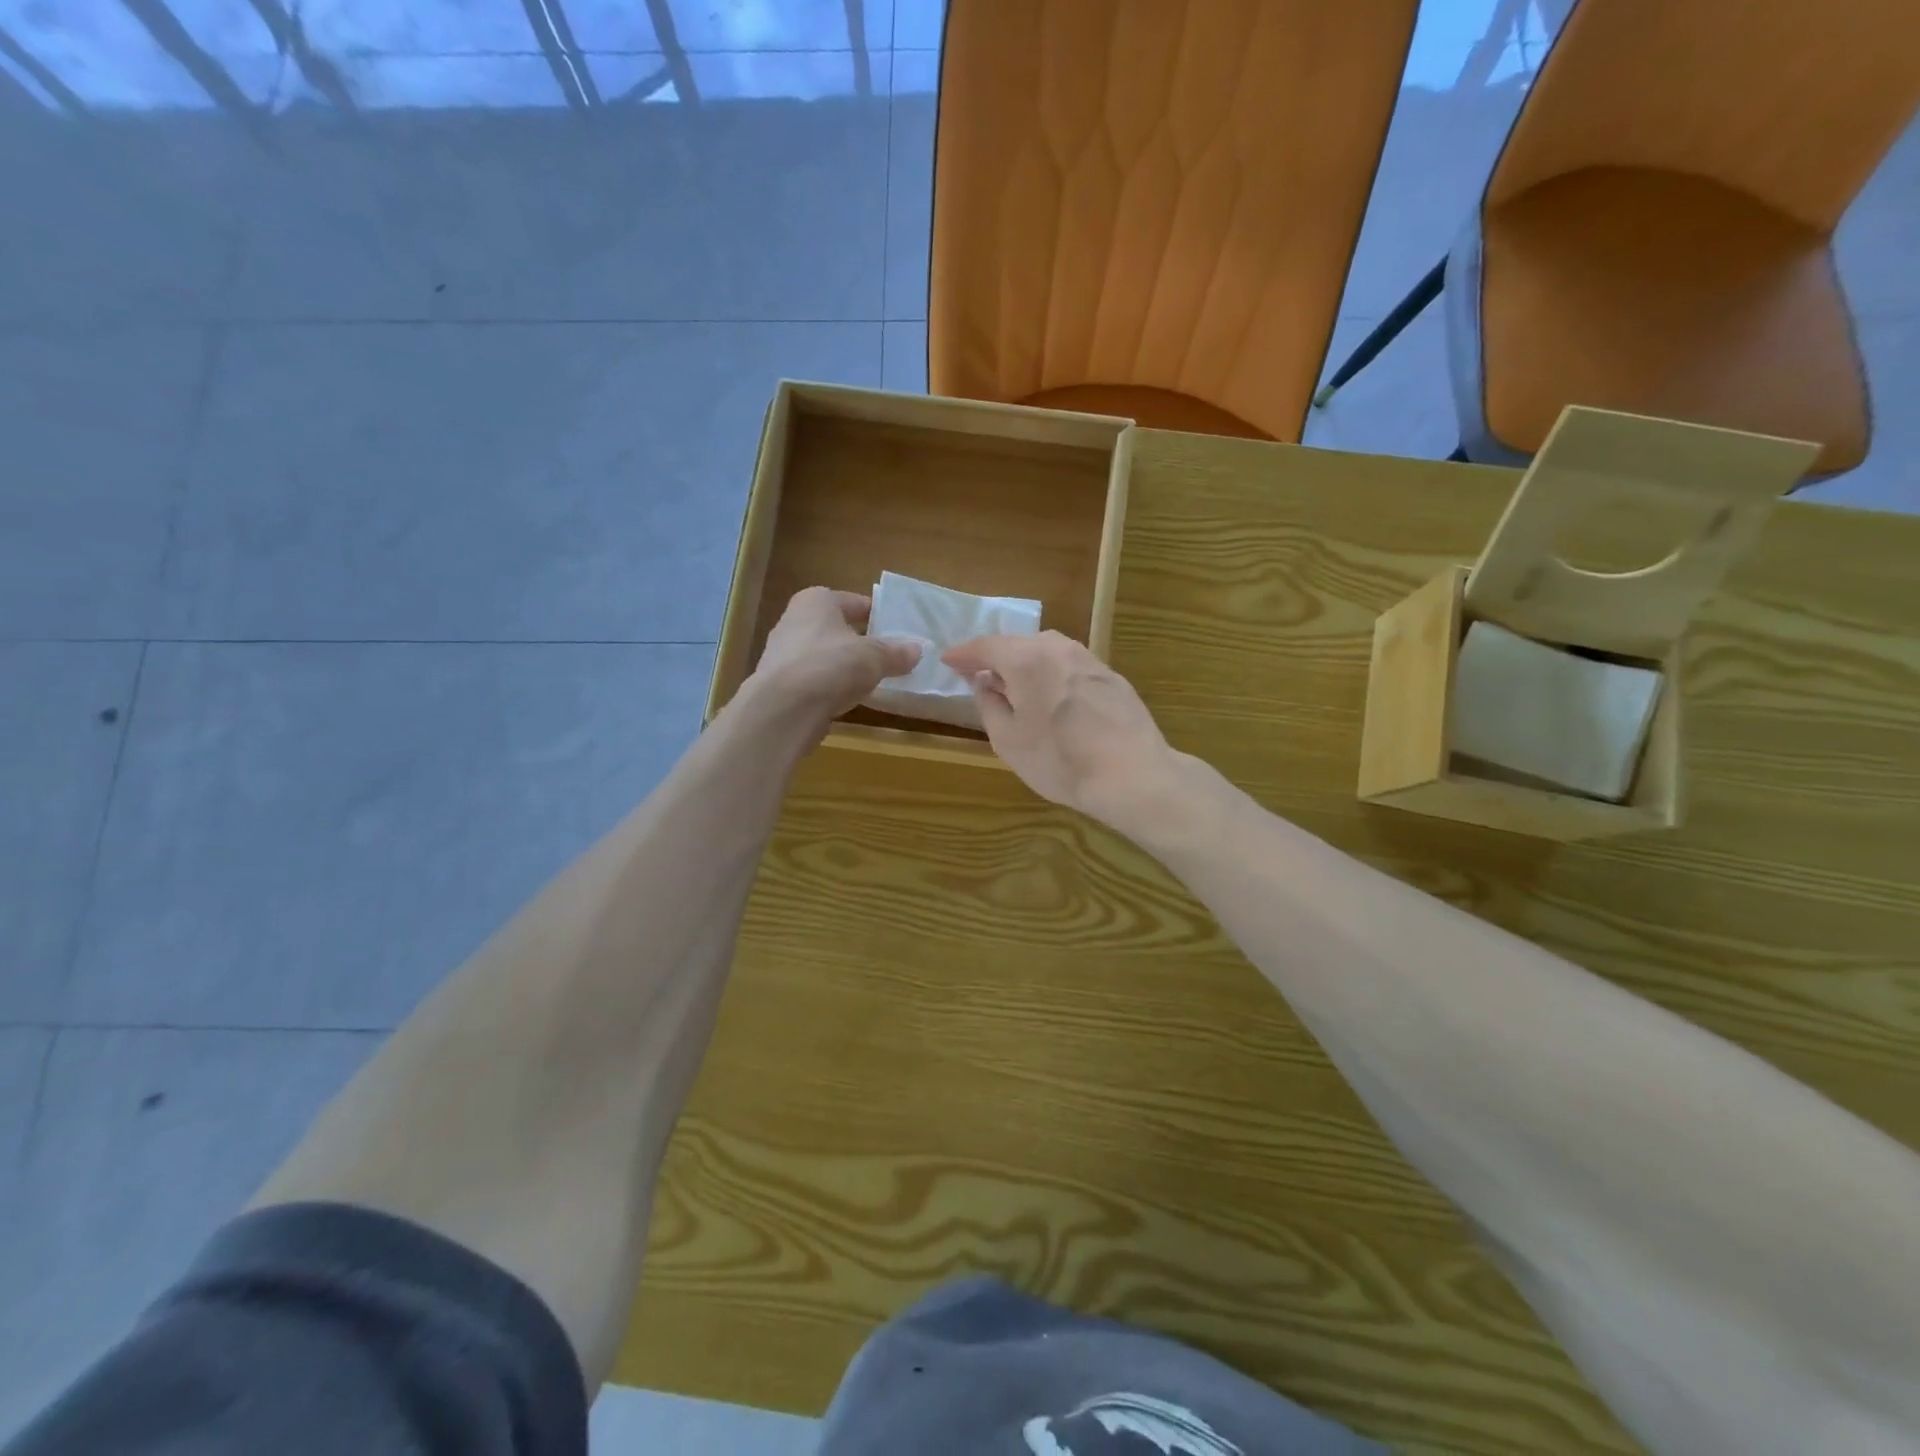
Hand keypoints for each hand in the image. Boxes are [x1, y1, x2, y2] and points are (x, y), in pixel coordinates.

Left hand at [747, 587, 920, 730]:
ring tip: (873, 680)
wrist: (784, 709)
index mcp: (816, 601)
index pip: (855, 602)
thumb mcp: (874, 657)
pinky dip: (831, 686)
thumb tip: (918, 650)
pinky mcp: (780, 684)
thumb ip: (896, 653)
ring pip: (826, 655)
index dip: (878, 615)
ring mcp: (784, 654)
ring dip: (846, 666)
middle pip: (838, 628)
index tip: (899, 630)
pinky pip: (815, 679)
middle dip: (862, 641)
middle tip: (890, 656)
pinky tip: (848, 699)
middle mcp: (795, 620)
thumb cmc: (831, 666)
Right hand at [942, 631, 1182, 830]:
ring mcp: (1089, 659)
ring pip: (1047, 652)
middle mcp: (1058, 648)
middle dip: (996, 658)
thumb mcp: (1008, 740)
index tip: (948, 661)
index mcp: (1026, 659)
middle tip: (979, 675)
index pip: (986, 646)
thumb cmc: (1060, 760)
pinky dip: (1052, 675)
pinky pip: (1070, 667)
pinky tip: (1052, 698)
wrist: (1132, 774)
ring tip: (1015, 687)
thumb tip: (984, 684)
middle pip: (1018, 644)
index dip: (964, 654)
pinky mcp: (1111, 677)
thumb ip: (989, 705)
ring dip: (1026, 665)